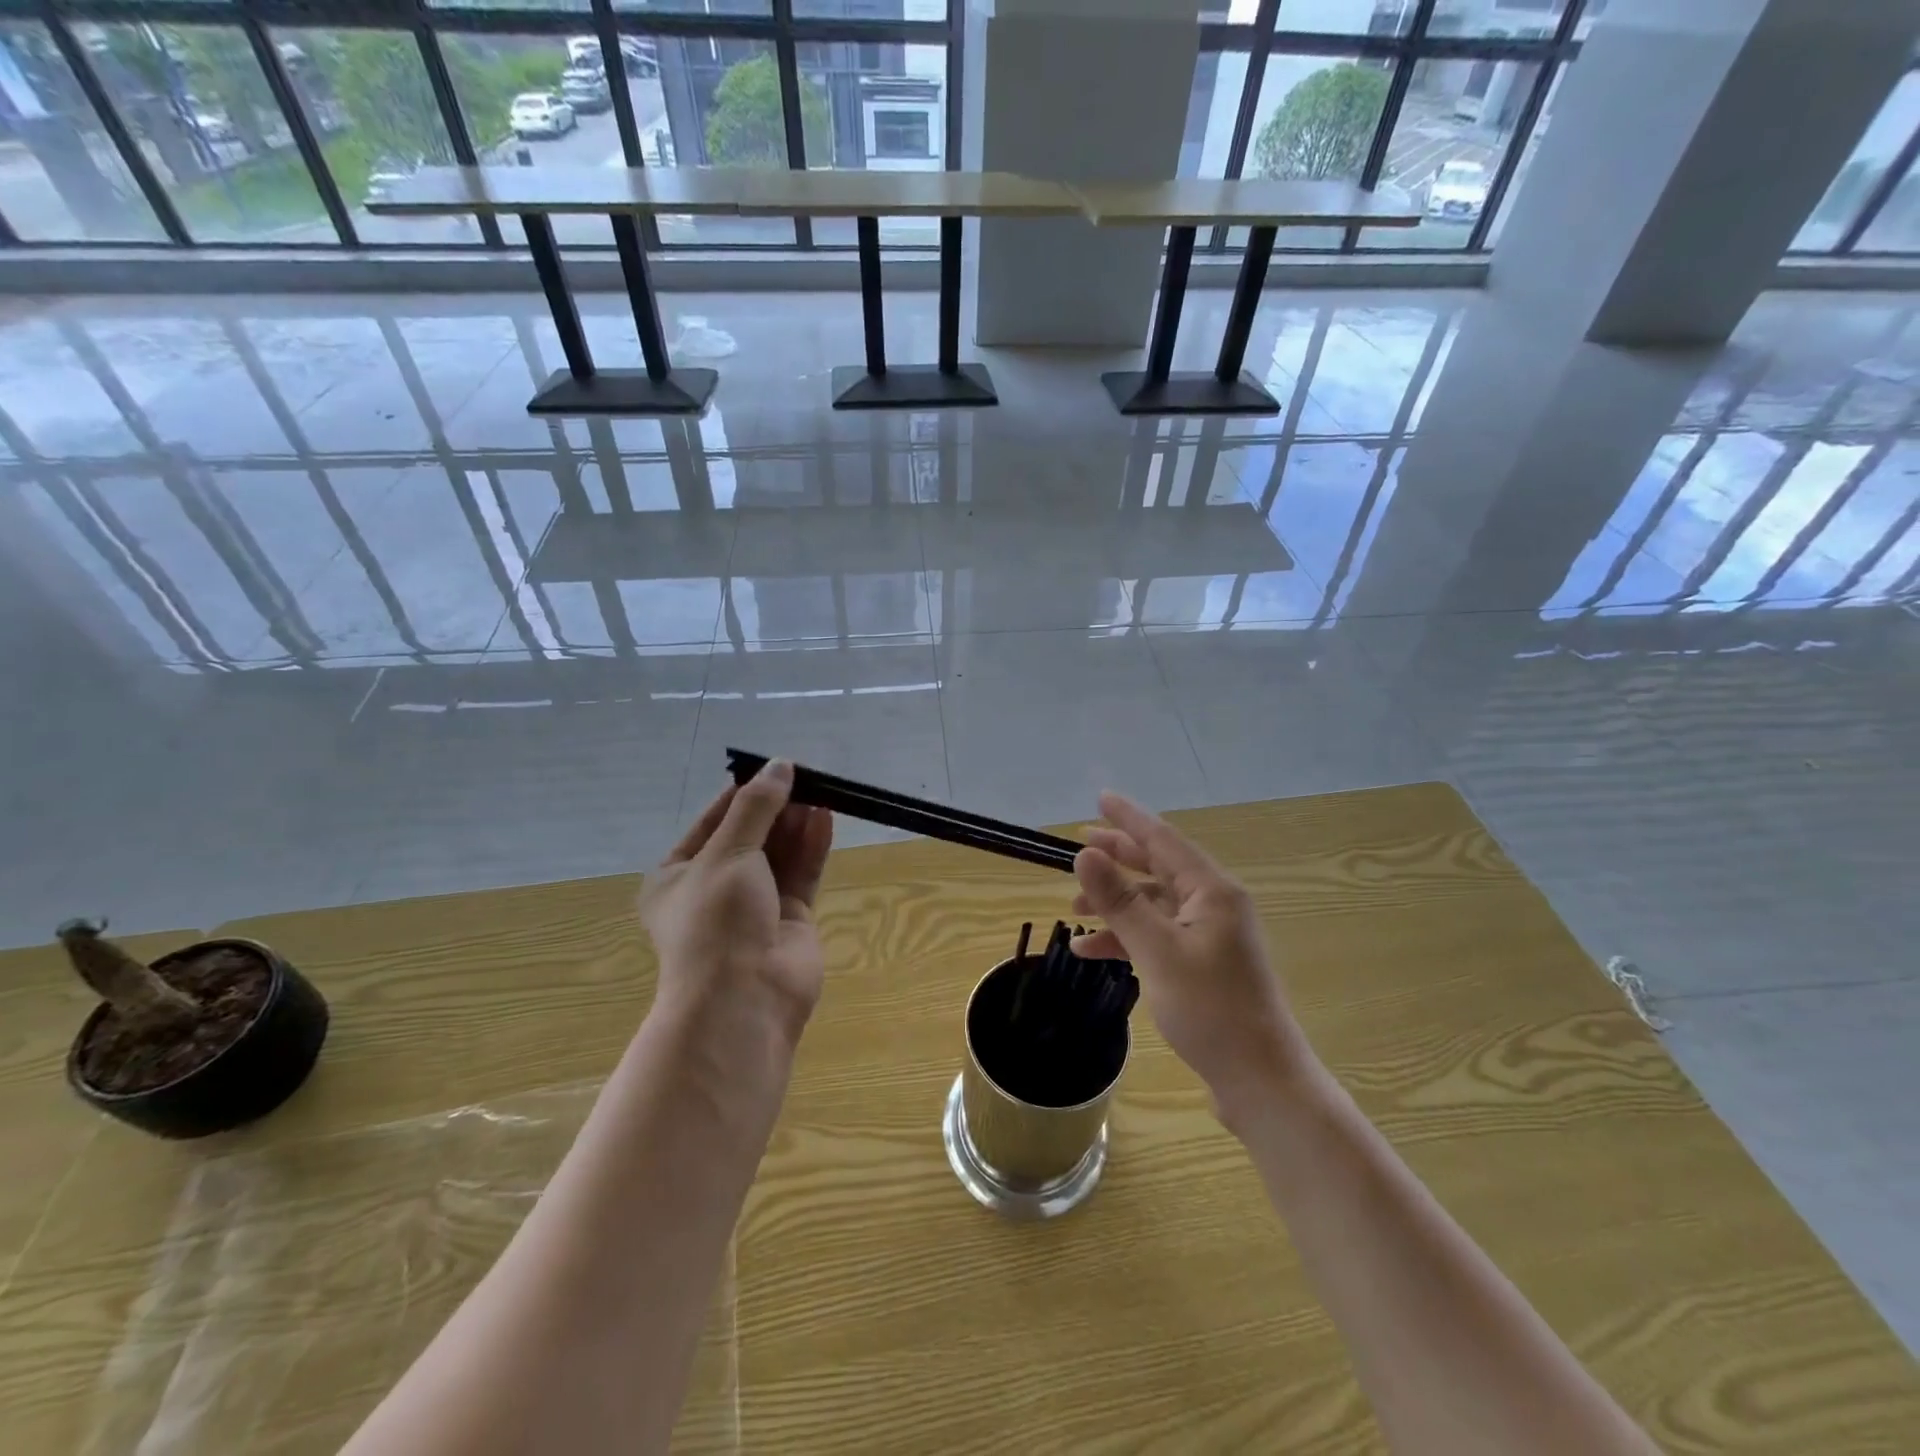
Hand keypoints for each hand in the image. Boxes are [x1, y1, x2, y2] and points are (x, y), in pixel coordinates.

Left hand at [639, 760, 833, 1045]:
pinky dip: (812, 846)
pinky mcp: (789, 918)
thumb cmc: (716, 920)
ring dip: (796, 824)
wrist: (742, 999)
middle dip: (775, 808)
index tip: (774, 768)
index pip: (714, 821)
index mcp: (678, 874)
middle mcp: (714, 887)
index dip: (744, 792)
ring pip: (779, 854)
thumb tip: (780, 764)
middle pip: (750, 835)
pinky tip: (825, 818)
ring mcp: (754, 904)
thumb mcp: (727, 854)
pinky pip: (801, 873)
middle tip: (804, 778)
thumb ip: (756, 807)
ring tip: (820, 792)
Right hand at [1070, 792, 1309, 1122]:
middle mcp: (1213, 904)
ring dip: (1115, 903)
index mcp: (1211, 891)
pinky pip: (1157, 935)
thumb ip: (1119, 900)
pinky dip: (1126, 937)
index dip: (1129, 818)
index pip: (1163, 840)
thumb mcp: (1156, 951)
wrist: (1259, 1080)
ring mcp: (1209, 935)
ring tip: (1074, 909)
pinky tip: (1091, 951)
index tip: (1100, 798)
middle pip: (1158, 867)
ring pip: (1154, 903)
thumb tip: (1085, 854)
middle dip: (1118, 858)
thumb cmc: (1210, 1010)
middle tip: (1080, 847)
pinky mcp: (1203, 963)